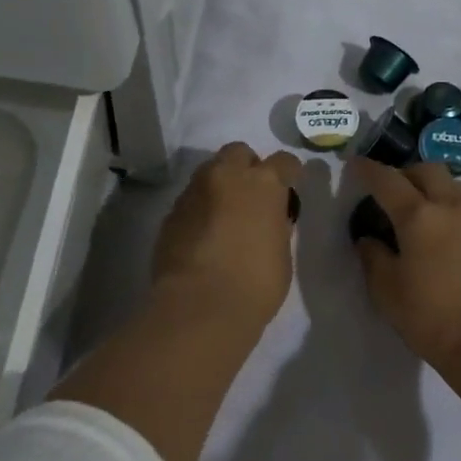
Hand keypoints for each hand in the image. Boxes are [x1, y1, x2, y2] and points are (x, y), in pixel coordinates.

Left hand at [151, 142, 302, 337]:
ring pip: (209, 172)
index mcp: (263, 183)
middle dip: (247, 167)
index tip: (290, 188)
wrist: (199, 307)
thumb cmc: (255, 284)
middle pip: (238, 153)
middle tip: (252, 196)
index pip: (284, 161)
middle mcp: (226, 176)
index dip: (289, 173)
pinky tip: (204, 235)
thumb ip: (277, 226)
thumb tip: (269, 219)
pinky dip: (200, 209)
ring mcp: (194, 192)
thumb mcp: (282, 253)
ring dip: (221, 185)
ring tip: (226, 216)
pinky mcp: (170, 213)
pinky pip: (191, 200)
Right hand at [349, 159, 460, 369]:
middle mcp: (450, 206)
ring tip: (415, 209)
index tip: (354, 165)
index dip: (367, 170)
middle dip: (403, 173)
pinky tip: (439, 229)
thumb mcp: (387, 291)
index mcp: (418, 216)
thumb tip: (368, 238)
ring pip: (450, 183)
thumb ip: (373, 257)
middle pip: (425, 170)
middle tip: (388, 191)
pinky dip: (447, 204)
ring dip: (429, 185)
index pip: (387, 180)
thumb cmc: (431, 318)